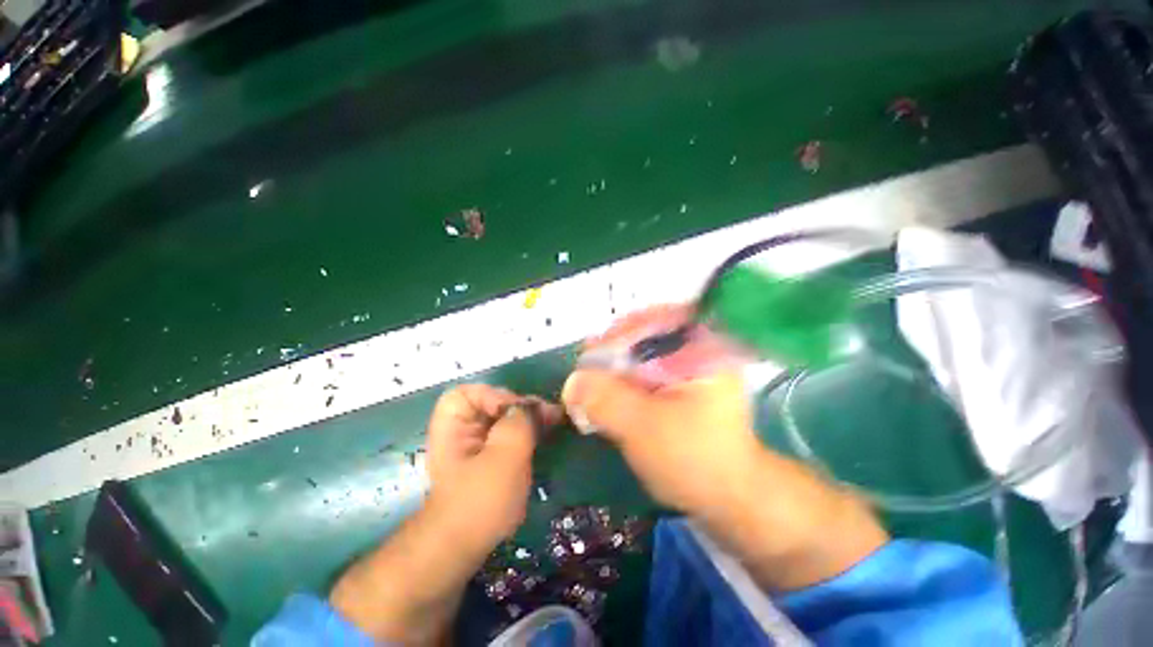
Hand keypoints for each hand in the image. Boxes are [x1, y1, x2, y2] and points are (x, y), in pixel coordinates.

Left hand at [330, 385, 560, 643]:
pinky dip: (527, 431)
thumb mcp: (503, 457)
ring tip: (552, 422)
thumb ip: (519, 423)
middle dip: (521, 407)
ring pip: (504, 418)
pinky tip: (543, 435)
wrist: (464, 549)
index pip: (469, 392)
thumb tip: (532, 406)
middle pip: (492, 402)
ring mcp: (476, 443)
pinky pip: (510, 433)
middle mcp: (462, 429)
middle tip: (548, 414)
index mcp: (453, 424)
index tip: (518, 413)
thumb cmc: (479, 501)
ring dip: (528, 418)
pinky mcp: (490, 457)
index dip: (495, 396)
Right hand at [563, 306, 887, 591]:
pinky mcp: (680, 385)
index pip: (653, 321)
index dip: (617, 334)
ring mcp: (690, 367)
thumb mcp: (643, 427)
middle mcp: (699, 349)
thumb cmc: (694, 460)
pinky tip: (608, 391)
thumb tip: (572, 382)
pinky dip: (624, 378)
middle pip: (645, 333)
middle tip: (585, 367)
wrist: (729, 498)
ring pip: (643, 352)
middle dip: (612, 349)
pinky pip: (646, 370)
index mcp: (702, 348)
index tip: (589, 354)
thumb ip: (605, 400)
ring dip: (615, 365)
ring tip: (591, 380)